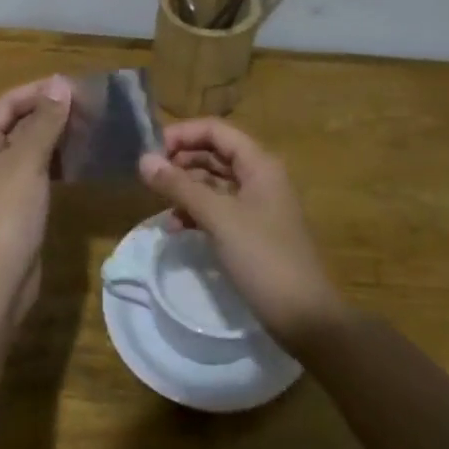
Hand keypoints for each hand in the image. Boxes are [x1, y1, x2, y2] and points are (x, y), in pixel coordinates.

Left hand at [0, 75, 72, 325]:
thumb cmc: (6, 212)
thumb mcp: (27, 161)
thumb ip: (45, 121)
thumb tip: (59, 83)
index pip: (7, 102)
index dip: (38, 91)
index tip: (74, 86)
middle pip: (17, 124)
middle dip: (50, 114)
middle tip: (89, 107)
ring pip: (28, 150)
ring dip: (55, 138)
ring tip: (90, 129)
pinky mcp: (14, 208)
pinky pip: (35, 174)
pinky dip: (55, 164)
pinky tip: (80, 162)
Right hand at [137, 118, 347, 352]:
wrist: (305, 317)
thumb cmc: (263, 258)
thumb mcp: (218, 218)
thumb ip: (180, 186)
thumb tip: (143, 160)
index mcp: (259, 164)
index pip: (215, 131)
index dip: (182, 134)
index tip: (150, 150)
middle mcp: (259, 177)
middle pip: (214, 153)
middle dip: (181, 160)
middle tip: (149, 175)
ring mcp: (256, 205)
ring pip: (214, 182)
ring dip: (185, 187)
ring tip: (158, 201)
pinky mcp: (251, 231)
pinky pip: (218, 209)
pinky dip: (196, 212)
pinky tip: (175, 227)